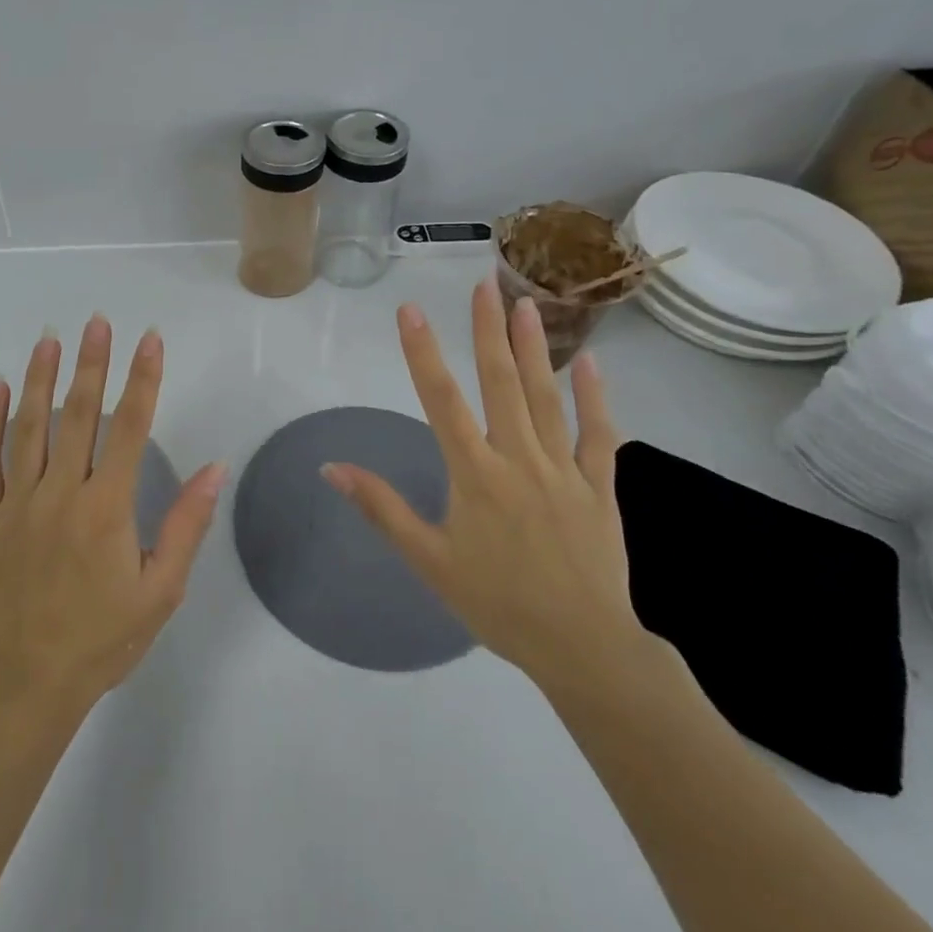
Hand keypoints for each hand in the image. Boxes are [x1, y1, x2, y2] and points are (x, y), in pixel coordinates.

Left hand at [0, 315, 226, 712]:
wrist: (25, 684)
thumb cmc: (101, 639)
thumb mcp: (160, 591)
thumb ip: (186, 525)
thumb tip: (216, 468)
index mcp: (106, 508)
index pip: (130, 428)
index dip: (143, 379)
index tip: (149, 340)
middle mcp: (60, 493)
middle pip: (78, 415)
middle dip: (92, 364)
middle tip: (98, 321)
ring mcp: (15, 503)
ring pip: (29, 427)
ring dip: (41, 378)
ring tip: (51, 338)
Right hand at [323, 282, 649, 694]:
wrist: (582, 647)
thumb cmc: (497, 603)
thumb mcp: (428, 560)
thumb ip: (381, 508)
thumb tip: (332, 468)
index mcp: (474, 474)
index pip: (441, 400)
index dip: (422, 352)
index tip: (410, 310)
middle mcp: (518, 459)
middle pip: (500, 384)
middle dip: (487, 331)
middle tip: (484, 284)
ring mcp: (564, 469)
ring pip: (547, 398)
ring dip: (535, 349)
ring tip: (527, 304)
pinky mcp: (600, 487)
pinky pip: (599, 435)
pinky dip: (595, 399)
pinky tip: (591, 365)